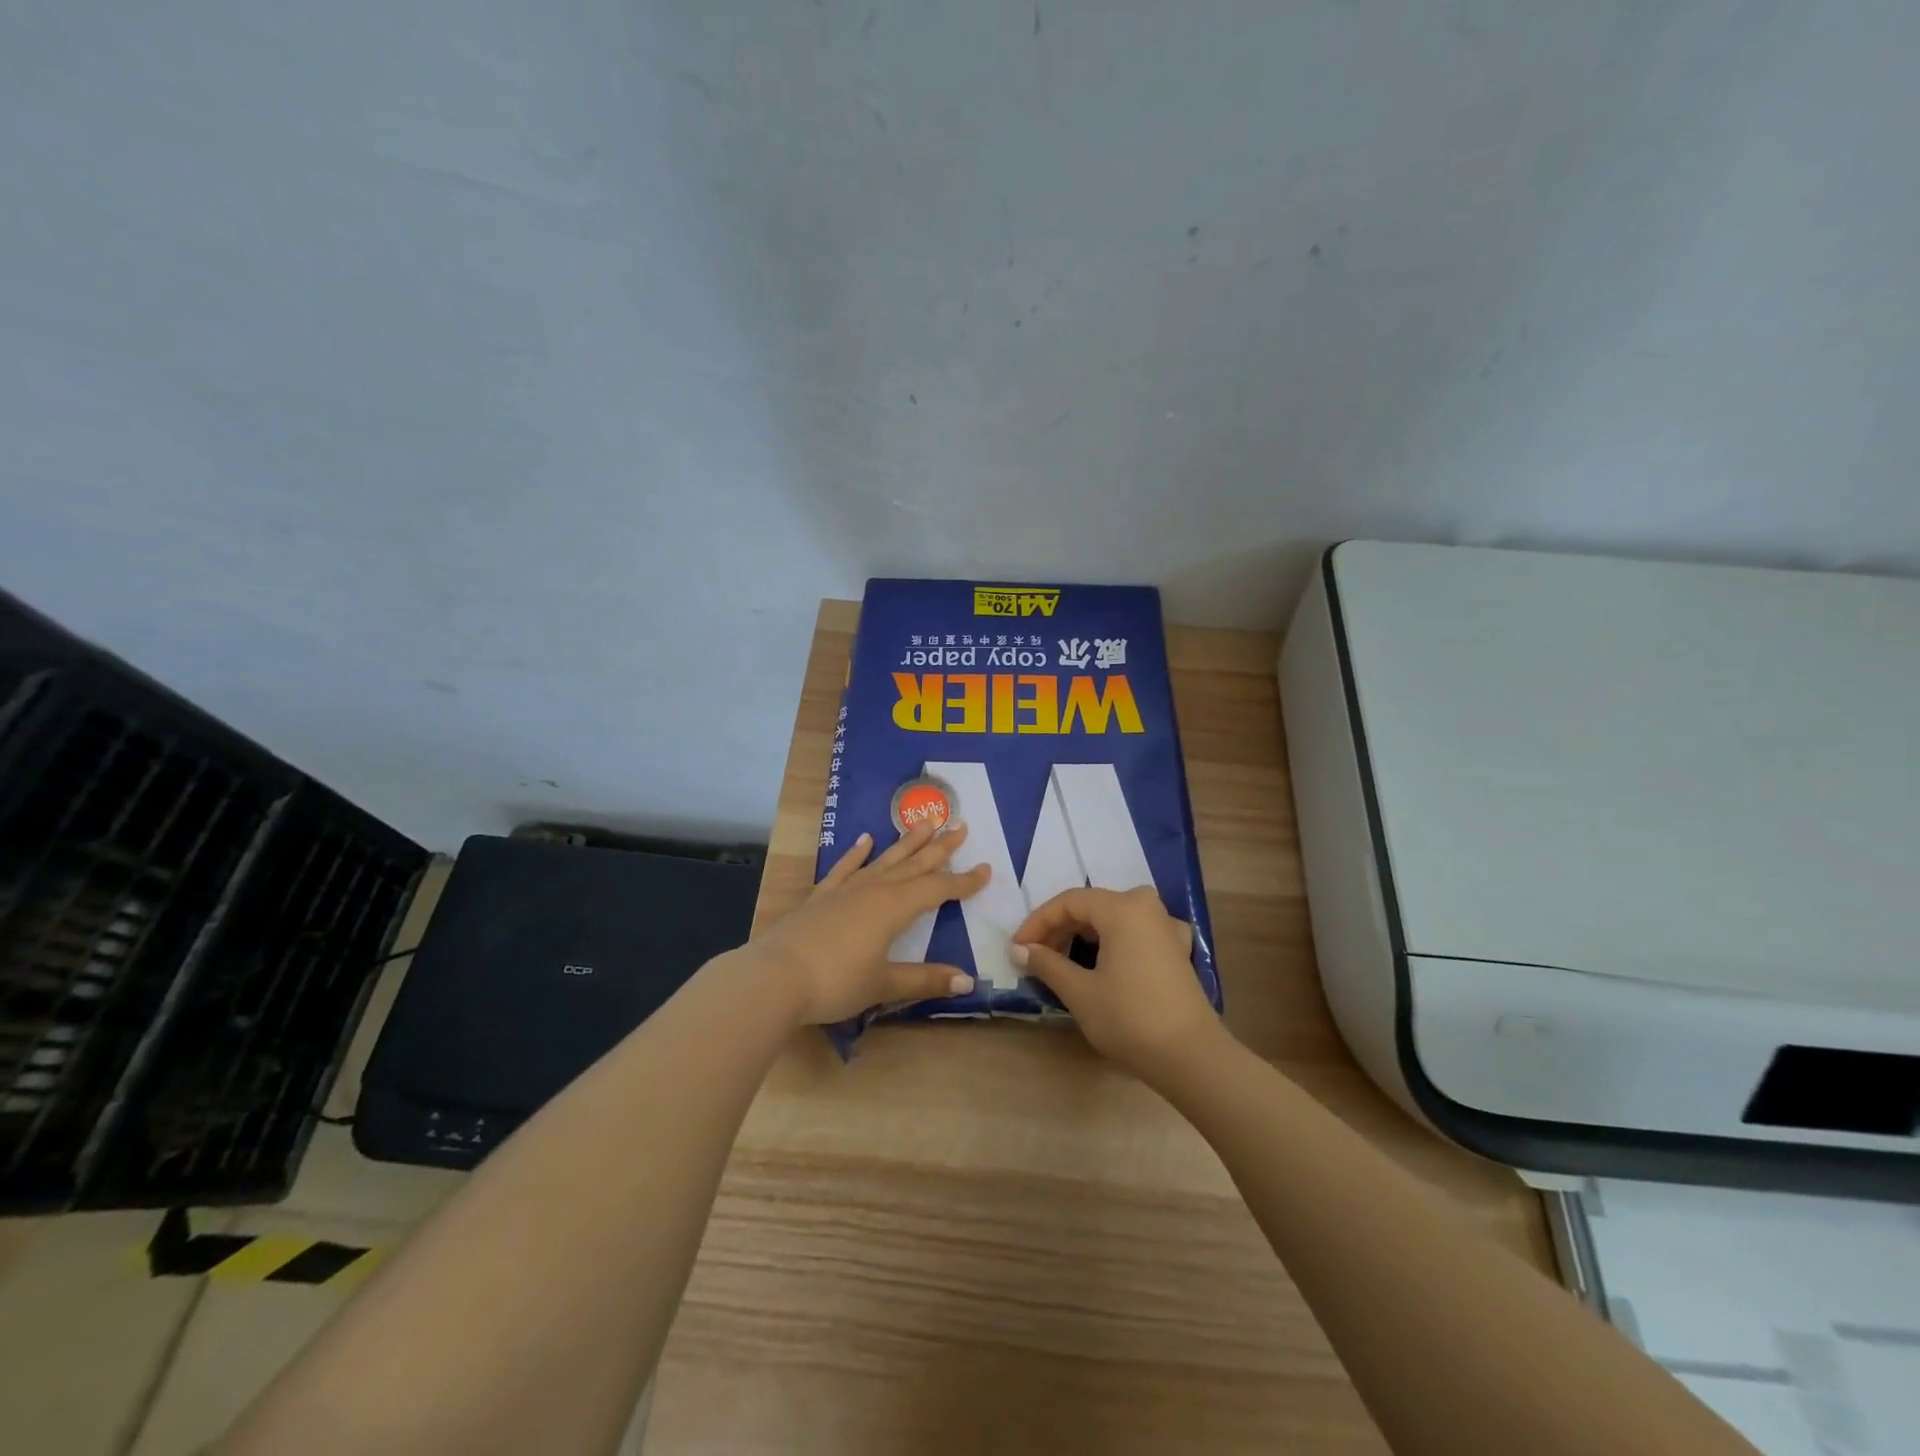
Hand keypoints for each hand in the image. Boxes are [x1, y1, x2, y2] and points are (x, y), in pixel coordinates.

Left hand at [753, 819, 991, 1024]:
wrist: (775, 976)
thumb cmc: (835, 982)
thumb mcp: (884, 984)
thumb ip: (925, 979)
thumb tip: (967, 981)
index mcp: (894, 907)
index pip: (938, 889)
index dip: (964, 882)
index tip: (986, 869)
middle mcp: (874, 889)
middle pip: (914, 864)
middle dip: (939, 848)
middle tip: (960, 826)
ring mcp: (846, 889)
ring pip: (885, 859)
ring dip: (907, 842)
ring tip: (925, 822)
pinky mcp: (822, 896)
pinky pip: (845, 868)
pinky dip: (857, 853)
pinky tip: (866, 839)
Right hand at [1010, 886, 1225, 1083]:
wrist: (1191, 1057)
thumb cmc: (1130, 1019)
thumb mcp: (1080, 992)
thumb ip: (1047, 963)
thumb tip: (1019, 949)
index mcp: (1122, 908)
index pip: (1069, 902)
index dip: (1038, 922)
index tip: (1017, 948)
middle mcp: (1147, 907)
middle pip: (1093, 906)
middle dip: (1060, 929)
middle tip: (1036, 957)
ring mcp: (1167, 927)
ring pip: (1114, 918)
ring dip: (1084, 935)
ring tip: (1062, 962)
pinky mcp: (1177, 950)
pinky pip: (1136, 933)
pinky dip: (1113, 943)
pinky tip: (1104, 963)